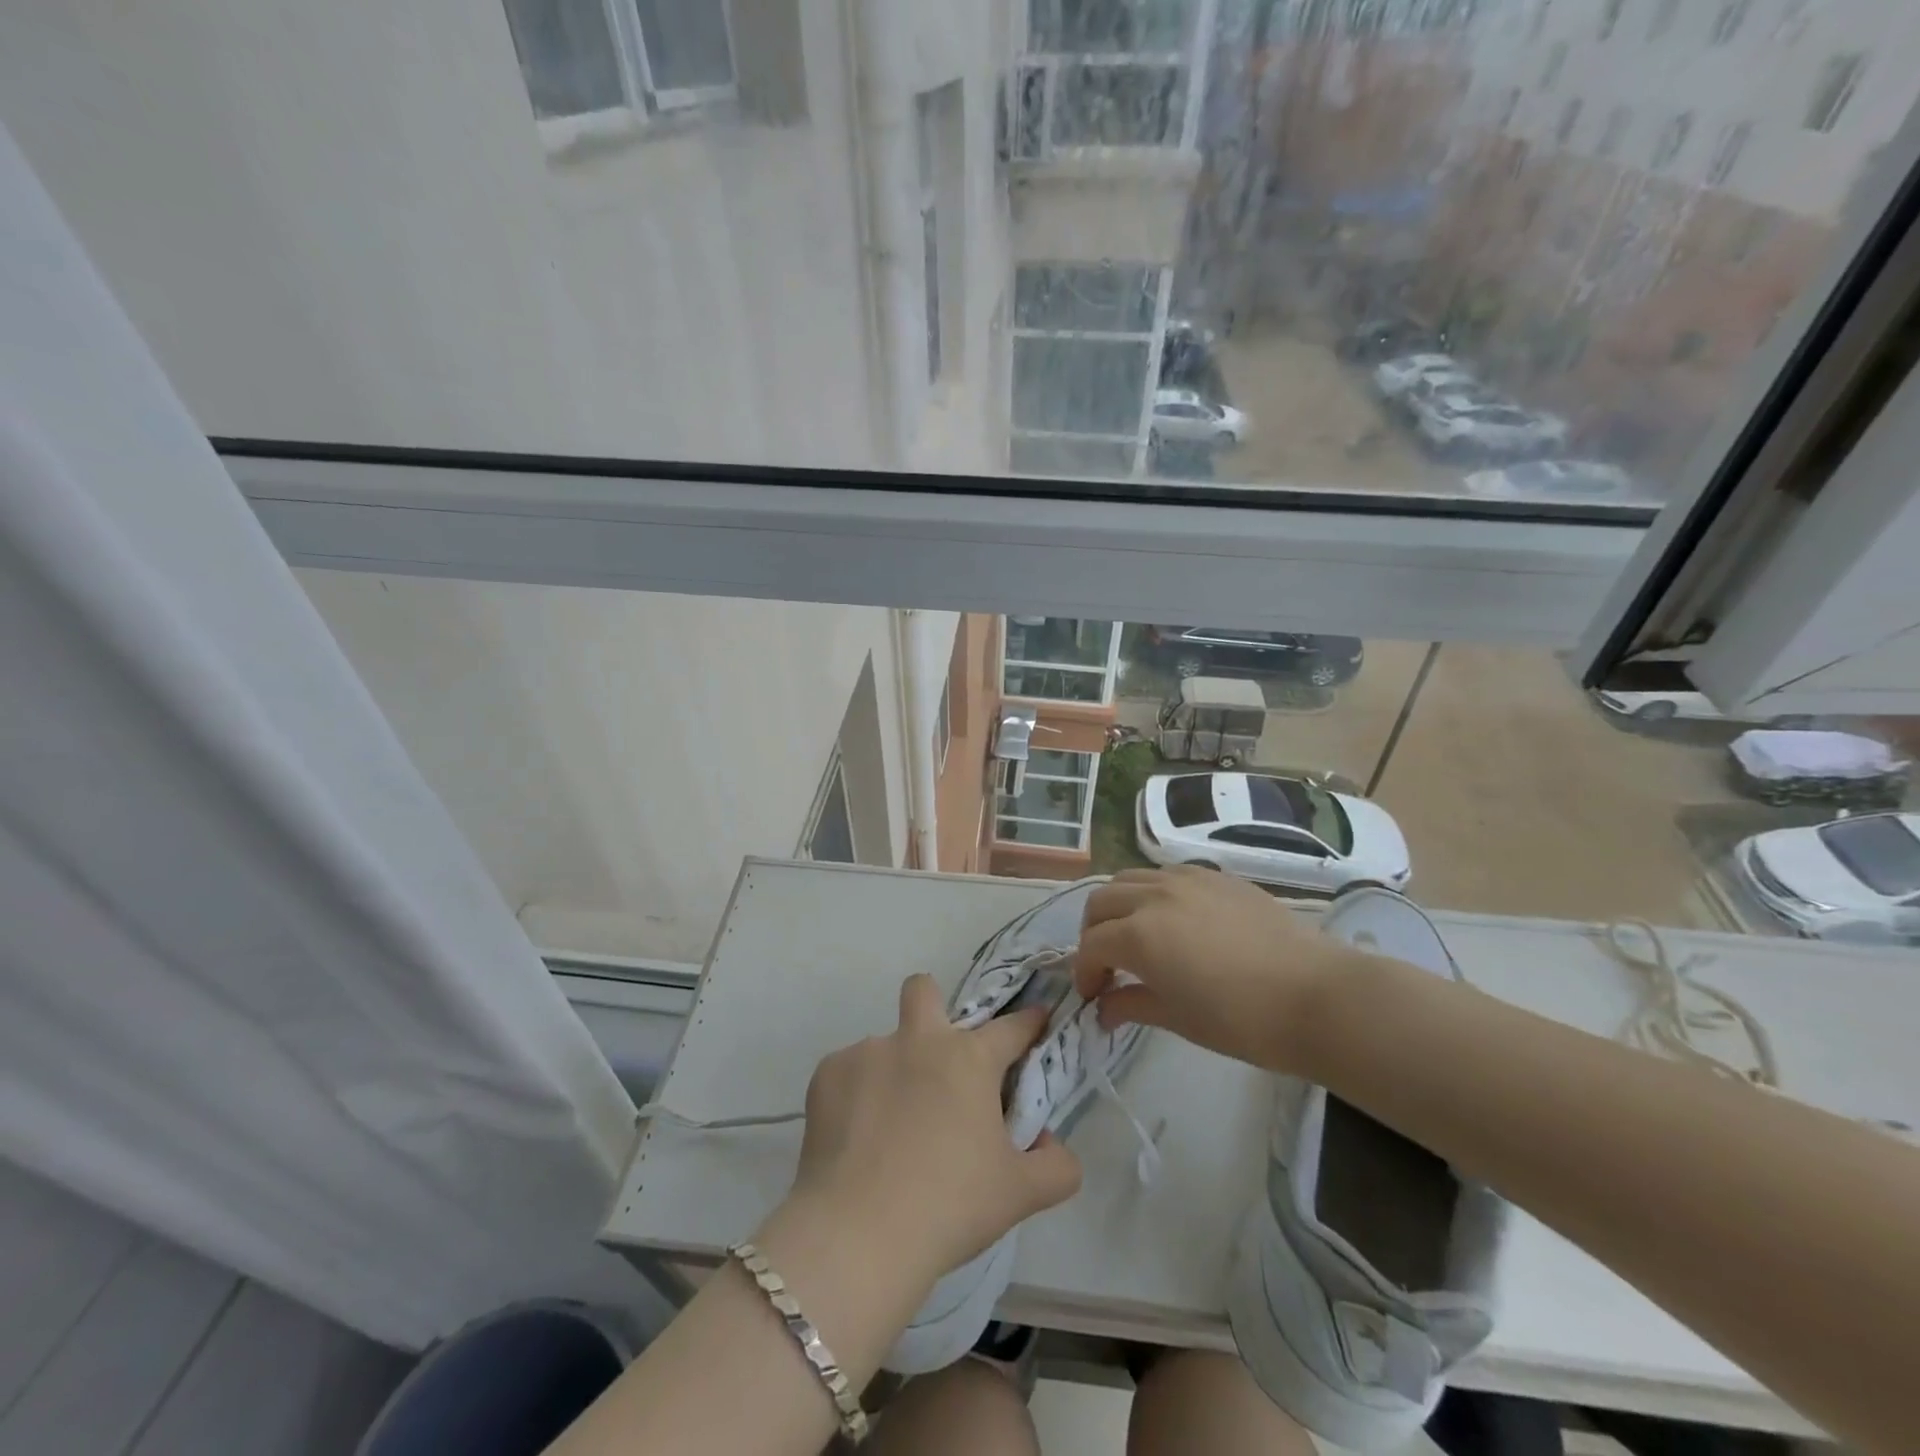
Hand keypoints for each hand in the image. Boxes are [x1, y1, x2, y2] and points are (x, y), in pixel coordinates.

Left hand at [784, 974, 1082, 1291]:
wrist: (858, 1234)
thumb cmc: (949, 1206)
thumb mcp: (1020, 1195)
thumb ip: (1057, 1166)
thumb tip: (1052, 1146)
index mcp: (969, 1058)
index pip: (1011, 1026)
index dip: (1028, 1022)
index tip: (1034, 1023)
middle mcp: (918, 1039)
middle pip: (924, 989)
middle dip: (933, 1007)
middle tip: (937, 1060)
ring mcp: (867, 1052)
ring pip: (884, 1043)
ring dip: (893, 1071)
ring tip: (889, 1129)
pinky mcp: (827, 1074)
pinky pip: (848, 1073)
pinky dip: (856, 1096)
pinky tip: (857, 1140)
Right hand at [1073, 867, 1362, 1072]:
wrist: (1316, 996)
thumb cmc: (1242, 1019)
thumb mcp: (1178, 1018)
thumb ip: (1132, 1004)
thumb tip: (1103, 1010)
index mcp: (1139, 934)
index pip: (1091, 946)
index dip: (1084, 972)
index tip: (1092, 997)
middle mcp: (1154, 896)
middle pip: (1101, 902)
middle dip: (1093, 933)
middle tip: (1106, 964)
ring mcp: (1187, 879)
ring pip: (1130, 879)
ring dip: (1119, 906)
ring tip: (1134, 935)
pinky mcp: (1217, 876)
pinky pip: (1167, 874)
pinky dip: (1153, 892)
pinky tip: (1172, 919)